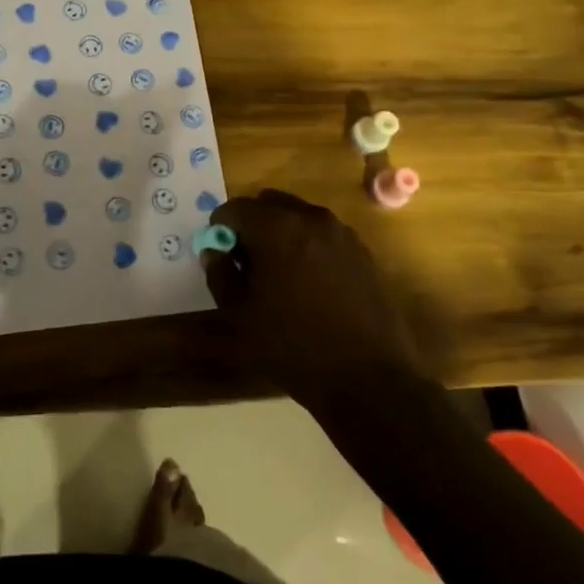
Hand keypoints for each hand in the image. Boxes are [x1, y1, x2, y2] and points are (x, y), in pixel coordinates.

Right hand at [203, 190, 429, 406]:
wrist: (369, 380)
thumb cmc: (294, 347)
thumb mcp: (241, 316)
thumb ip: (221, 275)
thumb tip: (214, 251)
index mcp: (277, 228)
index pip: (235, 208)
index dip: (221, 228)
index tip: (220, 255)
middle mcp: (311, 218)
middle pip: (269, 203)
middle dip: (252, 224)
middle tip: (246, 262)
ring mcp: (342, 233)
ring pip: (299, 217)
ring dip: (281, 233)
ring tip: (279, 276)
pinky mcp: (363, 252)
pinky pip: (323, 236)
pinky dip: (308, 246)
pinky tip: (309, 285)